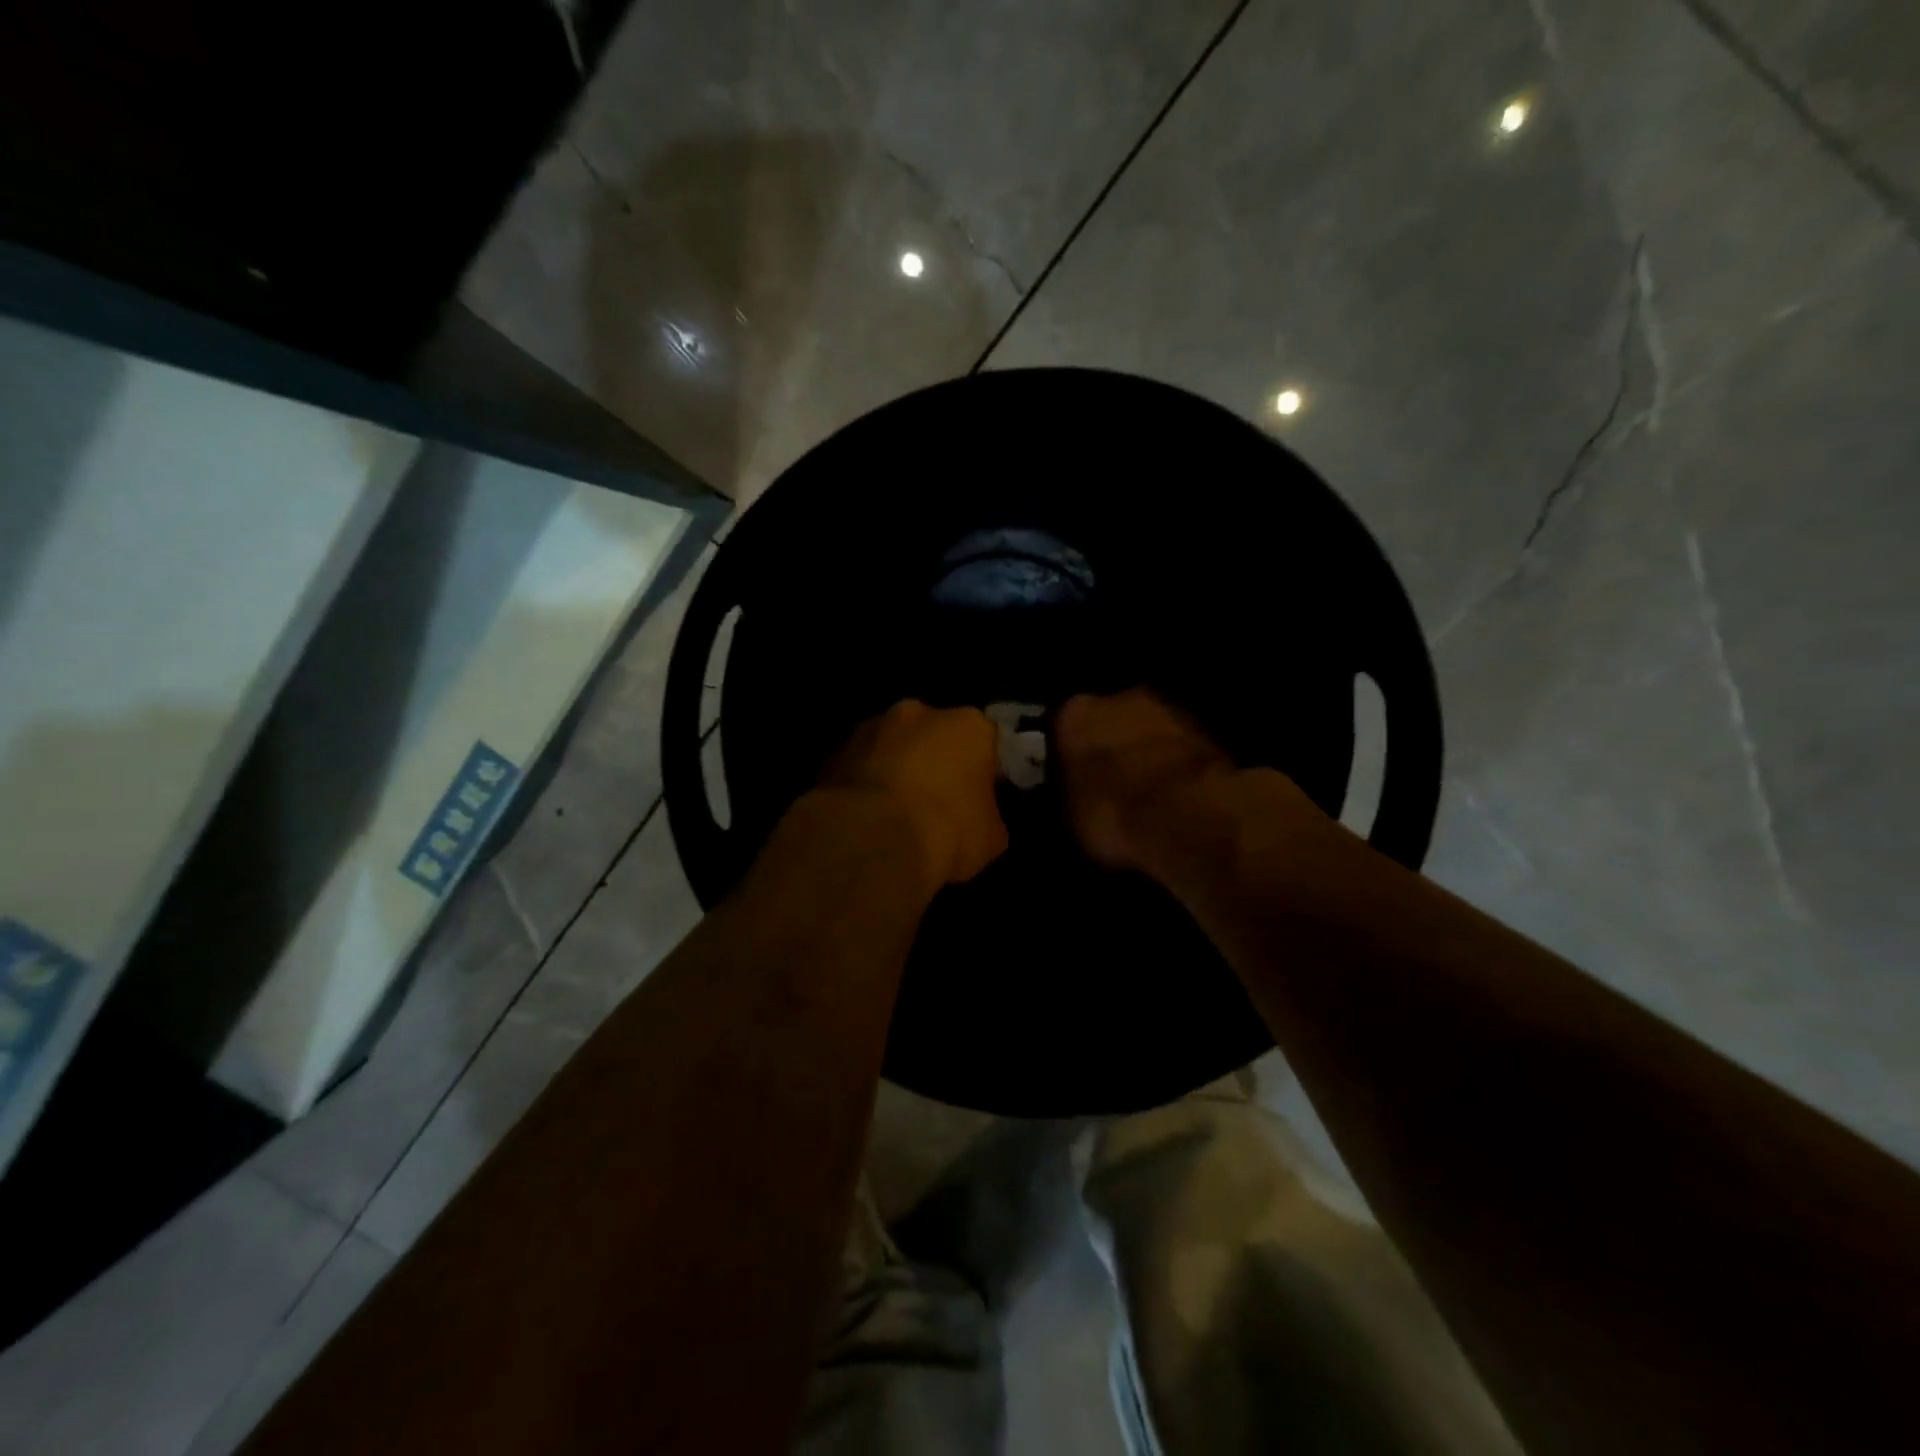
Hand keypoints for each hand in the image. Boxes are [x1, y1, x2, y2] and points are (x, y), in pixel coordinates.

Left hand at [821, 701, 1008, 889]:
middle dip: (934, 762)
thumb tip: (979, 819)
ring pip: (891, 747)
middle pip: (933, 735)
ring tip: (894, 815)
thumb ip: (988, 815)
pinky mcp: (833, 753)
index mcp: (968, 725)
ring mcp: (870, 728)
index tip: (978, 798)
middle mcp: (918, 713)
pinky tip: (865, 820)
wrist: (872, 840)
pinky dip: (864, 787)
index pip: (985, 741)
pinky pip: (859, 769)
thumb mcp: (991, 837)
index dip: (983, 770)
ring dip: (895, 771)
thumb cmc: (947, 830)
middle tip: (935, 803)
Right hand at [1055, 689, 1241, 872]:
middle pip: (1107, 721)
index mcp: (1075, 713)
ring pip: (1145, 731)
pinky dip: (1172, 764)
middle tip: (1108, 783)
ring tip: (1144, 791)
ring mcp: (1167, 708)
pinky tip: (1172, 794)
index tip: (1071, 779)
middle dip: (1108, 747)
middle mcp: (1119, 698)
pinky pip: (1175, 748)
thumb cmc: (1113, 813)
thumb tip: (1073, 797)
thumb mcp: (1070, 817)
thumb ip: (1068, 793)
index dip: (1065, 755)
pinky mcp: (1205, 728)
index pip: (1060, 728)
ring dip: (1143, 753)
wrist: (1191, 814)